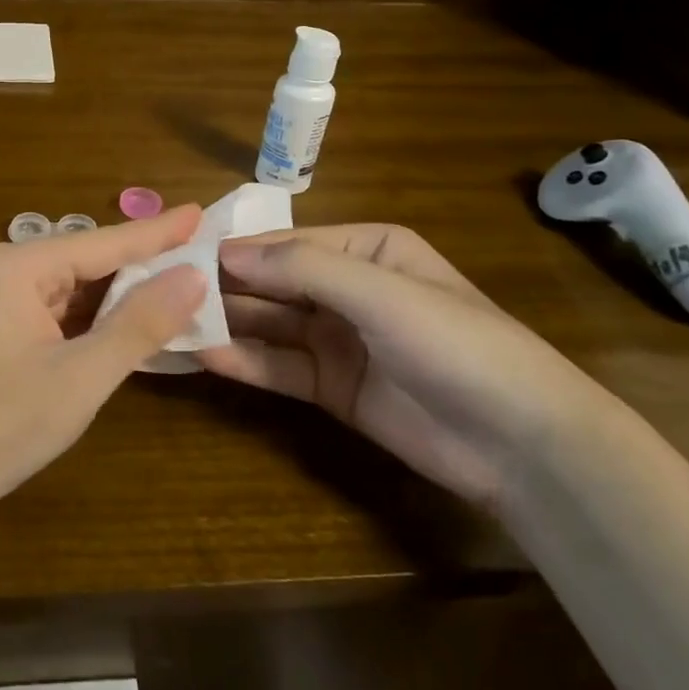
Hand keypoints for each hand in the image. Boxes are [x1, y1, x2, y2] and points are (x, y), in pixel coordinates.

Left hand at [0, 205, 206, 539]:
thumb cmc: (0, 423)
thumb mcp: (82, 376)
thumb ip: (140, 323)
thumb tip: (194, 275)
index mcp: (20, 265)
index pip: (105, 242)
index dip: (159, 232)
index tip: (202, 211)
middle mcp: (8, 270)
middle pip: (91, 261)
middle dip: (145, 262)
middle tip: (202, 253)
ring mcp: (1, 301)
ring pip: (77, 288)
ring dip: (124, 295)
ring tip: (180, 284)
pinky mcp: (2, 330)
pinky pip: (61, 312)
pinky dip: (98, 320)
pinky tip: (133, 323)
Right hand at [200, 225, 608, 510]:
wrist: (524, 446)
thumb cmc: (455, 344)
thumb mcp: (381, 292)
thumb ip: (302, 268)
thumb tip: (227, 254)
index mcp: (366, 249)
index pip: (286, 243)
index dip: (236, 250)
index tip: (180, 255)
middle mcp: (347, 288)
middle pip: (272, 283)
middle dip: (224, 287)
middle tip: (164, 292)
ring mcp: (339, 339)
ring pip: (270, 325)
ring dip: (227, 323)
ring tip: (173, 323)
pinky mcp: (334, 387)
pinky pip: (281, 366)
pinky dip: (245, 361)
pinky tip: (207, 357)